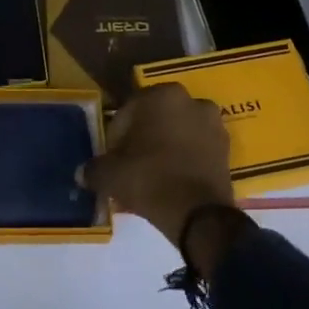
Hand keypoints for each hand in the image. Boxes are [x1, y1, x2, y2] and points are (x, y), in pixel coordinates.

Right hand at [80, 83, 233, 246]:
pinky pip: (197, 147)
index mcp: (161, 94)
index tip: (112, 158)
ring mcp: (213, 123)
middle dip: (143, 137)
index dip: (116, 136)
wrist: (198, 214)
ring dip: (166, 146)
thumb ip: (94, 169)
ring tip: (153, 173)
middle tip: (131, 164)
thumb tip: (81, 173)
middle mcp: (191, 100)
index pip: (128, 111)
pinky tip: (173, 179)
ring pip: (179, 131)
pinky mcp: (227, 147)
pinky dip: (186, 157)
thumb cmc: (149, 179)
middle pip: (156, 118)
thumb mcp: (111, 175)